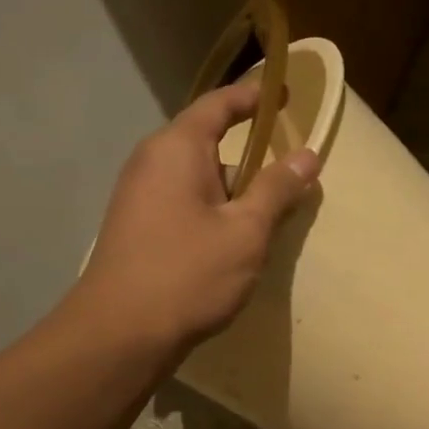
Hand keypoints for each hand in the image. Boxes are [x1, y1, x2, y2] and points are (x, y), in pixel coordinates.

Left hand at [74, 79, 319, 353]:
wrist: (120, 334)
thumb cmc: (188, 273)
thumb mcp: (246, 231)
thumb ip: (277, 189)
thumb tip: (308, 154)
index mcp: (176, 149)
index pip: (218, 105)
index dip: (253, 97)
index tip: (284, 94)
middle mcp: (151, 163)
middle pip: (208, 144)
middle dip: (249, 158)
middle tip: (288, 177)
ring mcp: (139, 198)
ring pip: (198, 181)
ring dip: (233, 193)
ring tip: (267, 220)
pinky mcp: (138, 229)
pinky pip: (185, 205)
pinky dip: (214, 213)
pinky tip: (233, 246)